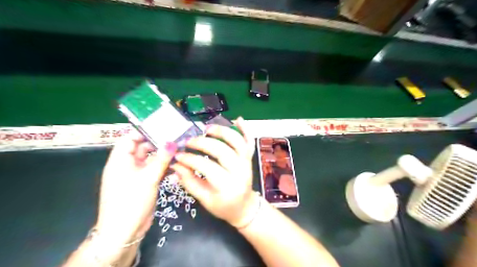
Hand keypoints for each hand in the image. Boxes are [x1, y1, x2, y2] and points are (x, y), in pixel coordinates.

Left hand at [95, 130, 176, 243]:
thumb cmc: (132, 200)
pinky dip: (164, 167)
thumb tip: (172, 142)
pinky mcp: (144, 183)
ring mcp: (136, 175)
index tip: (162, 128)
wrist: (125, 230)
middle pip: (142, 148)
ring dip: (163, 156)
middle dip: (158, 143)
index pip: (129, 138)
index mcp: (120, 160)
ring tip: (180, 149)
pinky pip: (154, 170)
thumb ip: (161, 158)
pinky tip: (177, 165)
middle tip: (177, 138)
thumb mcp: (148, 177)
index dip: (143, 131)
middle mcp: (127, 165)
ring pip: (151, 159)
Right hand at [171, 117, 256, 226]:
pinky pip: (249, 141)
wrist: (244, 207)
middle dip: (203, 143)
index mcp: (228, 187)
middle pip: (223, 151)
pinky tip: (238, 119)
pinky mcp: (249, 158)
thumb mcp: (204, 200)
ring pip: (237, 142)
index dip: (191, 160)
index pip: (208, 168)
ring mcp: (247, 163)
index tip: (178, 155)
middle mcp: (240, 172)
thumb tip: (175, 165)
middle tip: (189, 141)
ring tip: (207, 128)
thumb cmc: (223, 206)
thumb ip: (189, 182)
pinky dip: (245, 129)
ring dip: (223, 132)